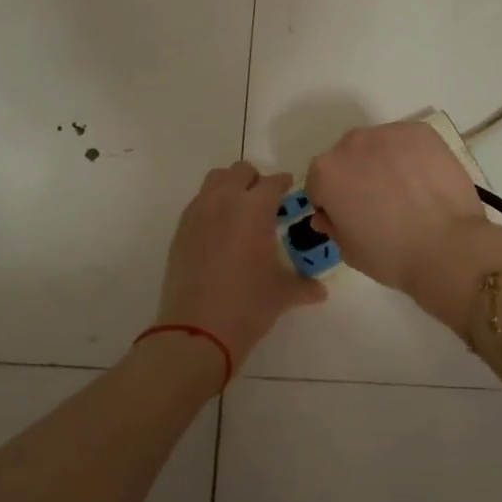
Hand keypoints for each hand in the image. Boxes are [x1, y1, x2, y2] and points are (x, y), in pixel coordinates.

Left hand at [156, 163, 327, 370]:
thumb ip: (303, 285)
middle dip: (255, 181)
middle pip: (240, 171)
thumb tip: (320, 291)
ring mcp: (198, 213)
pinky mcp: (181, 230)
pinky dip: (211, 206)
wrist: (196, 330)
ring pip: (215, 180)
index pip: (273, 182)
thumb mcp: (281, 294)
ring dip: (230, 187)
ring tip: (240, 212)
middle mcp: (225, 201)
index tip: (289, 191)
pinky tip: (220, 232)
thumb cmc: (247, 306)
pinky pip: (198, 202)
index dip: (284, 184)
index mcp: (254, 209)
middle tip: (265, 203)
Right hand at [305, 122, 492, 311]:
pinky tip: (425, 181)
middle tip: (381, 205)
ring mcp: (389, 133)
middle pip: (348, 158)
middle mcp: (351, 143)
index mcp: (326, 172)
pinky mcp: (421, 131)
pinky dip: (412, 156)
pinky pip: (407, 141)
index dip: (333, 202)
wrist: (448, 248)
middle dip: (358, 176)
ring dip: (384, 162)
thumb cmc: (391, 255)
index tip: (351, 218)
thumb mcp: (349, 250)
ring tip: (408, 192)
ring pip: (378, 146)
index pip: (320, 182)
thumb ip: (332, 225)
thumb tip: (328, 215)